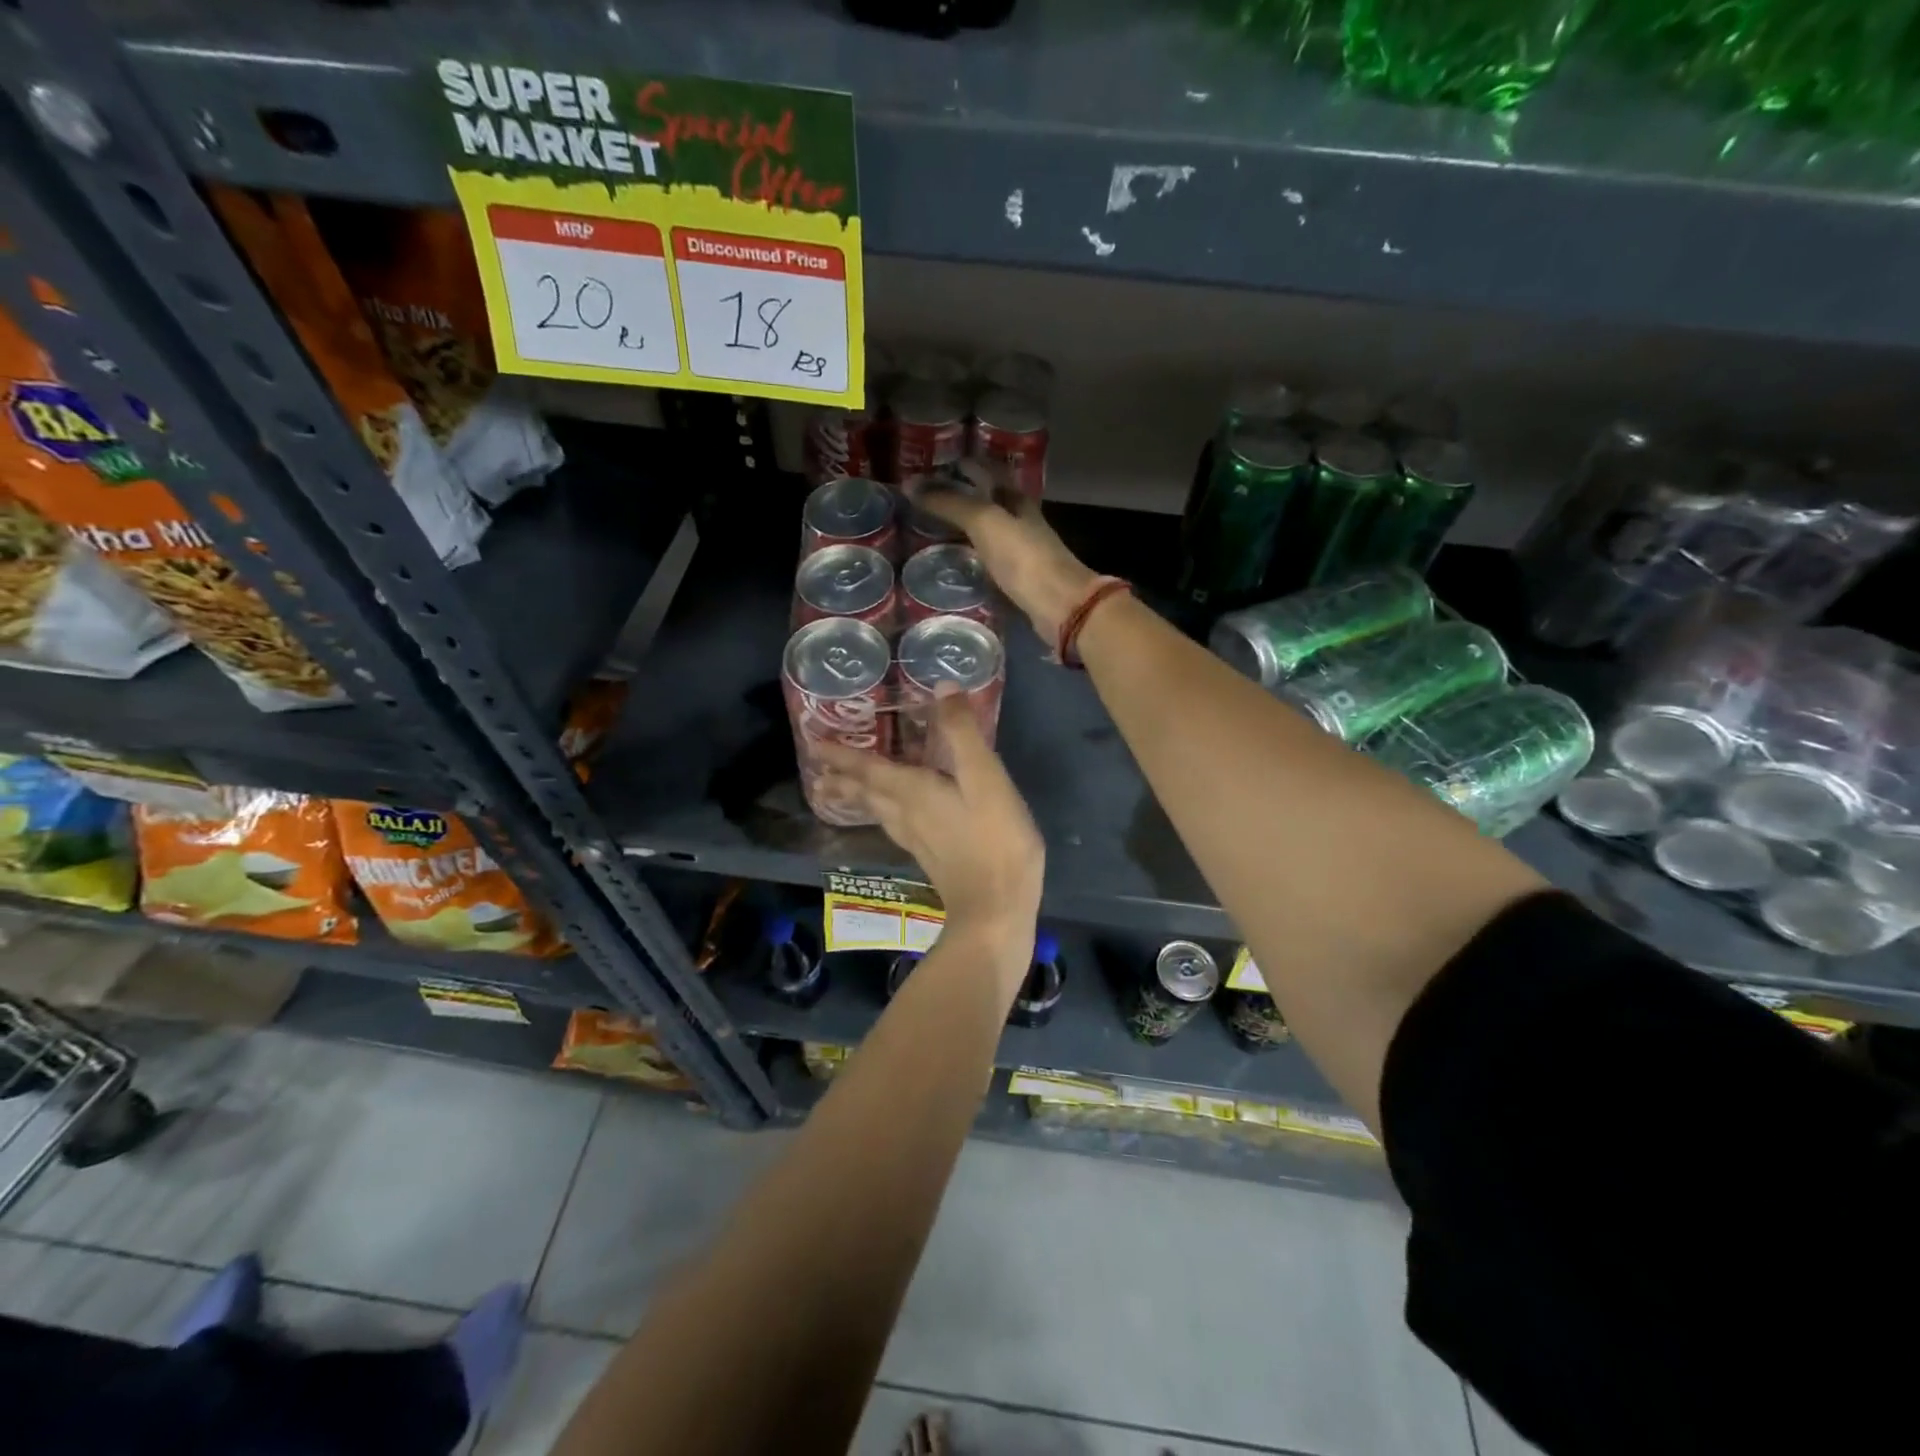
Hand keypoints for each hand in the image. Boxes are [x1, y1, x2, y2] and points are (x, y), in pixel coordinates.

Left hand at [815, 688, 1043, 994]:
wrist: (996, 908)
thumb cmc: (994, 840)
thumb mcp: (985, 778)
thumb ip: (962, 733)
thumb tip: (940, 687)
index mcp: (911, 791)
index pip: (866, 768)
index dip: (840, 754)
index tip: (812, 742)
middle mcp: (904, 814)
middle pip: (864, 792)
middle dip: (840, 777)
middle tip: (817, 767)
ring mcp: (915, 838)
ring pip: (874, 810)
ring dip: (853, 796)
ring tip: (835, 789)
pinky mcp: (928, 855)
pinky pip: (890, 823)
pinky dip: (877, 810)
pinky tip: (889, 815)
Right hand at [910, 462, 1100, 645]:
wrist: (1059, 605)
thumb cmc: (1023, 557)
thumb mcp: (984, 522)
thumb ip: (949, 503)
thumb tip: (910, 484)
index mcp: (1015, 498)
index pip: (986, 469)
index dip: (960, 464)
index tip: (927, 467)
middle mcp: (1019, 519)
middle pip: (985, 500)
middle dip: (957, 497)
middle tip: (919, 501)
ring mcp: (1020, 550)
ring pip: (986, 531)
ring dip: (961, 529)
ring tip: (927, 531)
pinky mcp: (1017, 579)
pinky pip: (987, 560)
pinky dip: (969, 558)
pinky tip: (951, 564)